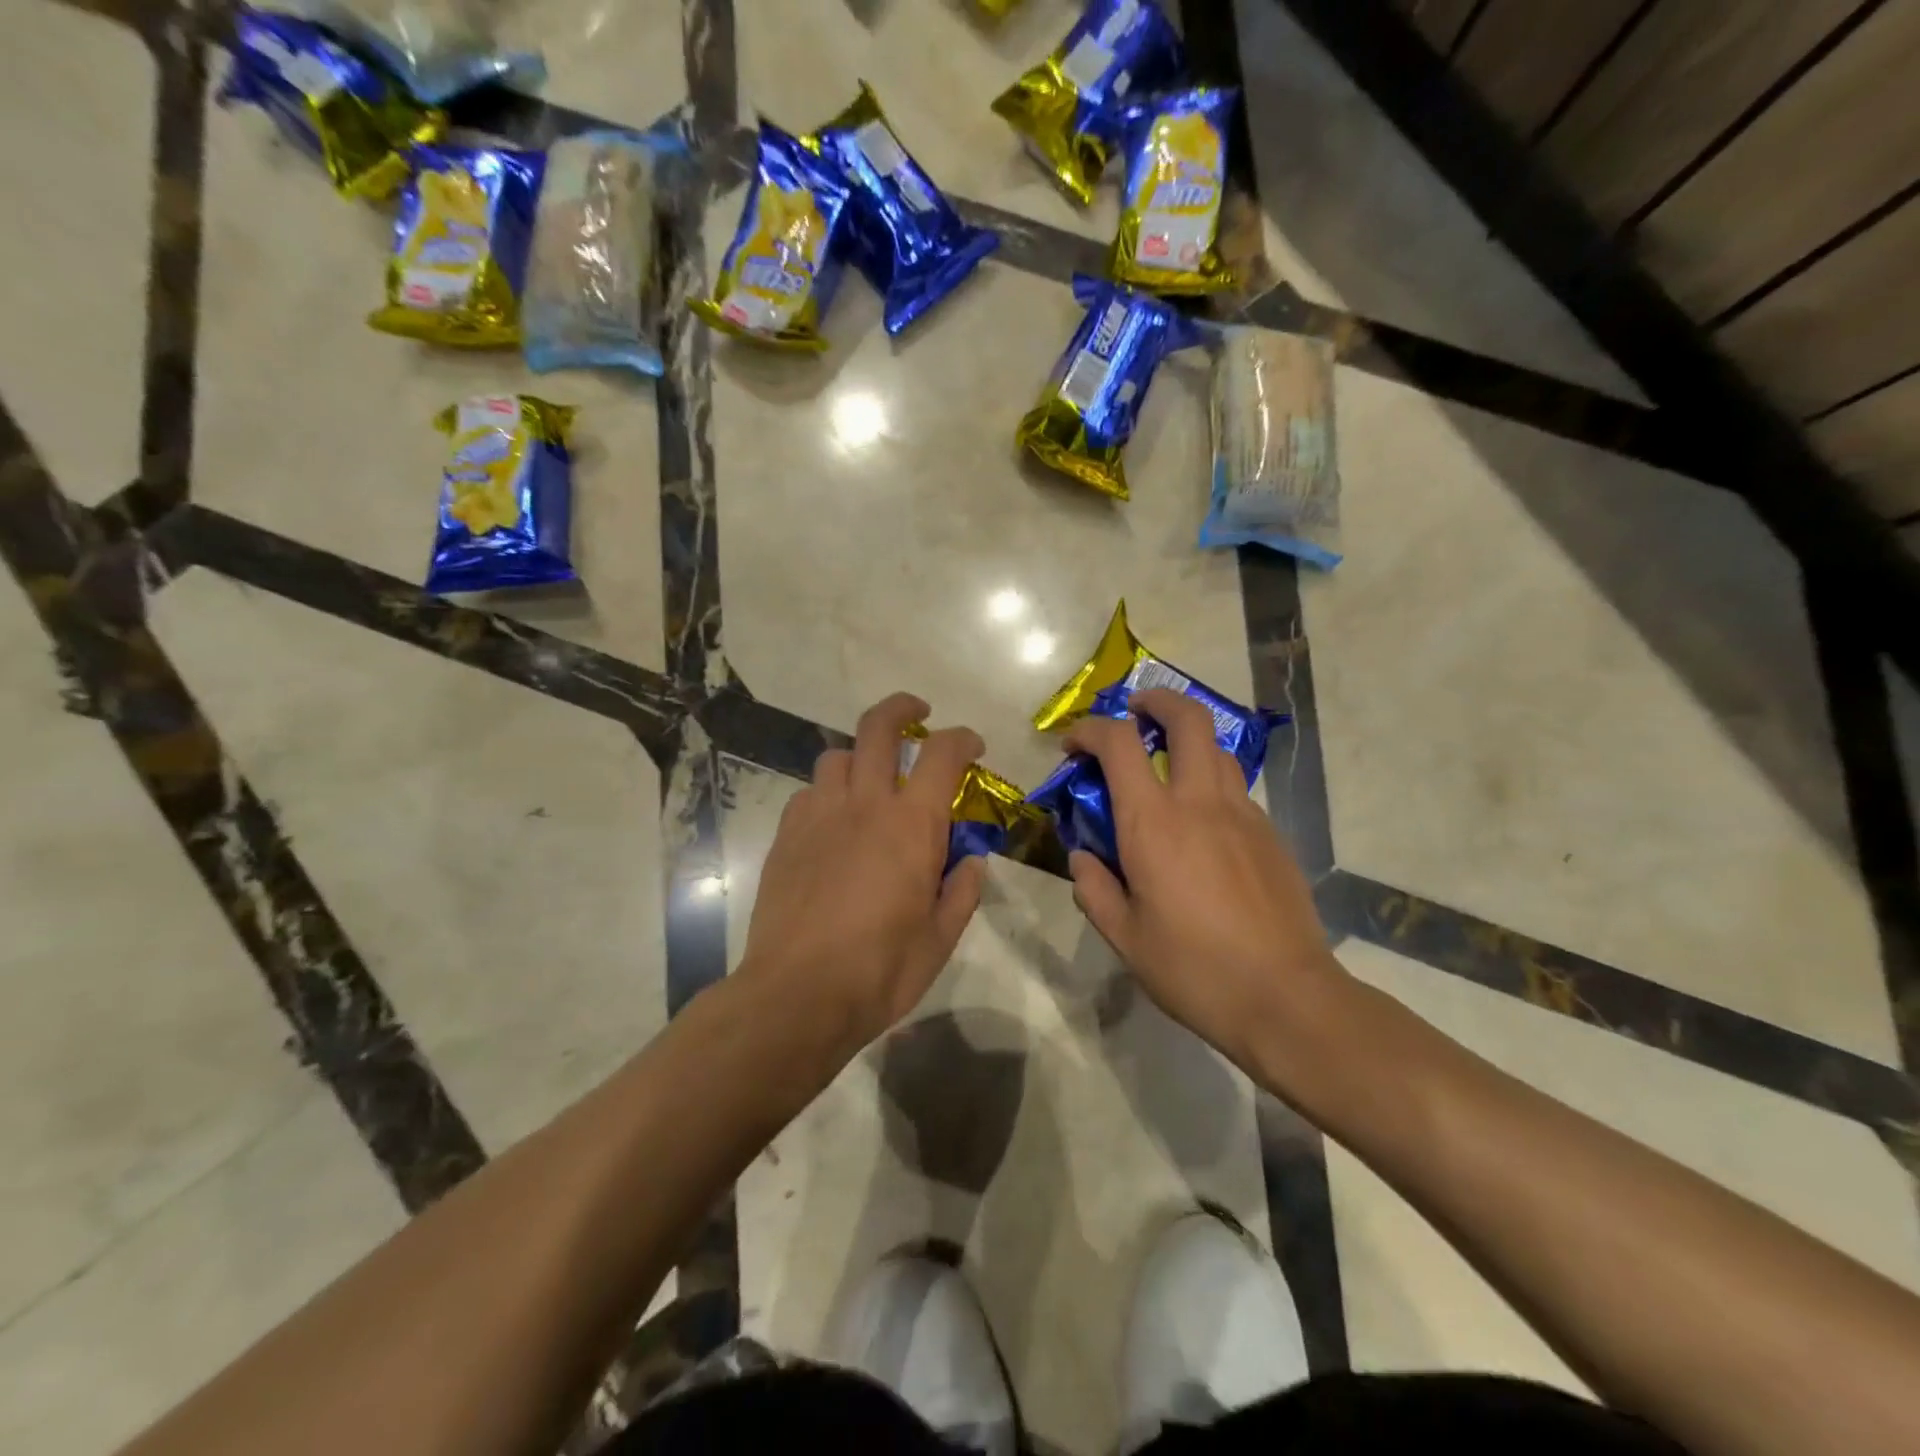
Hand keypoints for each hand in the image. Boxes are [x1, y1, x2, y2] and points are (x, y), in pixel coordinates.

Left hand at [739, 692, 986, 1052]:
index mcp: (911, 825)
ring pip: (837, 757)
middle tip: (917, 713)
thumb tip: (971, 861)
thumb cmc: (880, 970)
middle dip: (901, 708)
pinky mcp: (786, 836)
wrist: (797, 994)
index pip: (942, 754)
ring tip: (871, 782)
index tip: (973, 747)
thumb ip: (961, 891)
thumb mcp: (940, 939)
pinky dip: (828, 795)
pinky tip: (834, 824)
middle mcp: (864, 805)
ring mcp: (818, 816)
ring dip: (860, 757)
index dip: (963, 738)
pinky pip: (809, 794)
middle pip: (878, 727)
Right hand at [1063, 688, 1346, 1074]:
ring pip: (1217, 750)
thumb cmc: (1194, 970)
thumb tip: (1083, 857)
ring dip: (1187, 742)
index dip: (1090, 730)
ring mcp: (1244, 815)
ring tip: (1166, 767)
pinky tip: (1201, 827)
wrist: (1286, 998)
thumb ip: (1094, 889)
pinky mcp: (1271, 835)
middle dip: (1156, 701)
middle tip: (1135, 711)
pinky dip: (1210, 785)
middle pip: (1187, 719)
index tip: (1073, 745)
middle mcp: (1200, 803)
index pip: (1119, 744)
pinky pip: (1235, 790)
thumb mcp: (1125, 938)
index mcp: (1153, 823)